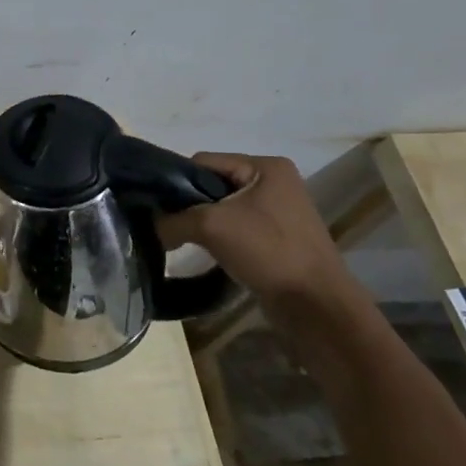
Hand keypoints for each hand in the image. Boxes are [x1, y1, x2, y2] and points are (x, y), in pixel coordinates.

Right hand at [158, 153, 357, 310]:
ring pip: (222, 209)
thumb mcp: (211, 226)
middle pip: (212, 185)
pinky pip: (235, 229)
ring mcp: (277, 211)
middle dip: (188, 205)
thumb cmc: (267, 250)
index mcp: (266, 166)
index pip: (205, 162)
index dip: (177, 181)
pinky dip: (217, 239)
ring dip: (201, 224)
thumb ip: (173, 220)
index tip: (157, 206)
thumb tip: (150, 227)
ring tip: (182, 241)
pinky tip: (204, 253)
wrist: (314, 304)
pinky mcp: (275, 238)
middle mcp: (273, 182)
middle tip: (167, 226)